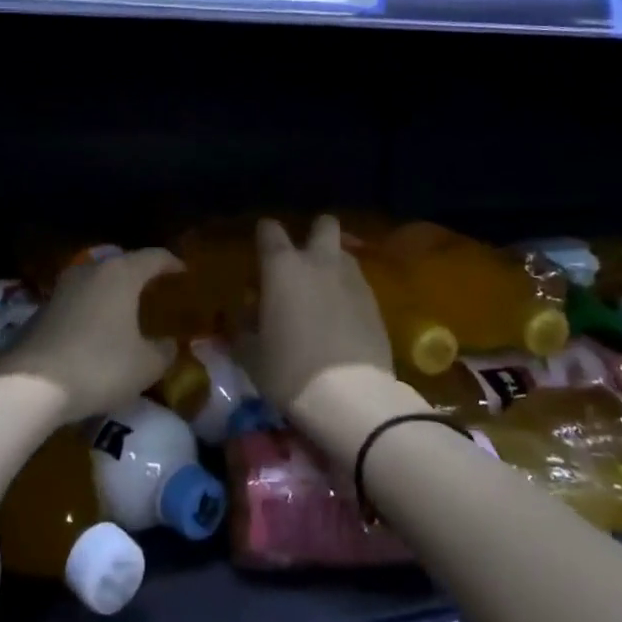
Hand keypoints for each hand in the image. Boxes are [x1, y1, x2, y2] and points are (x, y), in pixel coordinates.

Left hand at [0, 247, 182, 422]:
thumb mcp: (146, 365)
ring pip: (95, 283)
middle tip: (154, 291)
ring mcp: (61, 289)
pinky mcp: (40, 310)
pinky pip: (76, 303)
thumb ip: (163, 351)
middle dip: (138, 276)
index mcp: (120, 274)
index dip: (171, 262)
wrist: (30, 384)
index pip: (153, 257)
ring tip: (125, 312)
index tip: (183, 271)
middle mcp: (89, 272)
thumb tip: (168, 344)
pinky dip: (91, 311)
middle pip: (121, 265)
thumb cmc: (100, 366)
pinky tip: (96, 333)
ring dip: (111, 294)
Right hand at [251, 215, 393, 411]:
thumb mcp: (250, 352)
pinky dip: (347, 293)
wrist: (350, 397)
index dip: (264, 234)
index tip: (260, 248)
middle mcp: (320, 263)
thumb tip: (248, 313)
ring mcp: (353, 281)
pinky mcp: (376, 304)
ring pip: (344, 255)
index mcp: (283, 267)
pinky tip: (340, 318)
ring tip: (322, 292)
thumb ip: (245, 325)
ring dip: (332, 264)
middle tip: (302, 258)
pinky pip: (358, 285)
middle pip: (324, 224)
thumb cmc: (288, 369)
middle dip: (314, 232)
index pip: (270, 230)